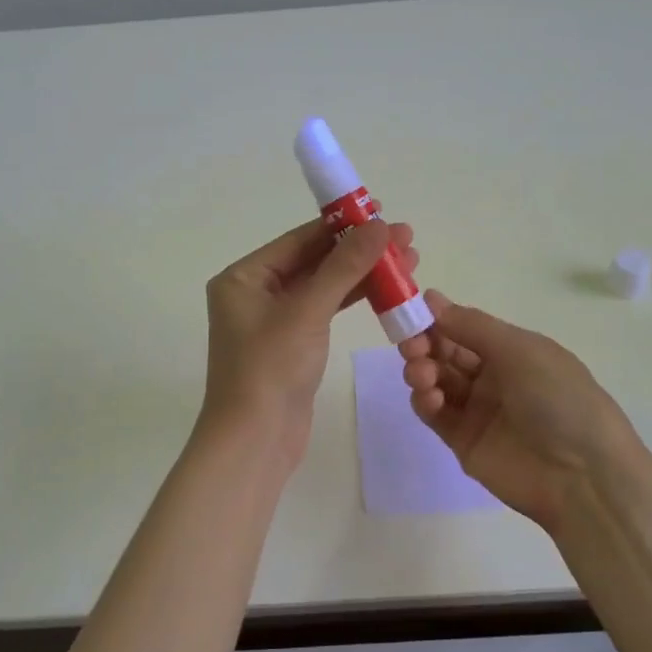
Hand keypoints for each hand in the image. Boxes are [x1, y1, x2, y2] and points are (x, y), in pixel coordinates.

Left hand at [203, 216, 419, 463]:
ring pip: (324, 286)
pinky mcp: (292, 344)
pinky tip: (386, 290)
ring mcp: (274, 320)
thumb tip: (379, 226)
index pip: (298, 240)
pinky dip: (353, 299)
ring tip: (407, 260)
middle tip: (404, 237)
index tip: (380, 209)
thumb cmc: (270, 369)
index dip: (341, 224)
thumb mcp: (308, 311)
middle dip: (358, 249)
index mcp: (243, 278)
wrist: (255, 441)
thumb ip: (344, 266)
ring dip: (362, 273)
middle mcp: (255, 293)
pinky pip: (325, 310)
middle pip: (314, 260)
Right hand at [399, 291, 644, 532]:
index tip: (412, 311)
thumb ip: (471, 326)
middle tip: (412, 346)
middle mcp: (494, 377)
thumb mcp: (520, 350)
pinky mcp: (464, 442)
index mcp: (512, 350)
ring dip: (422, 370)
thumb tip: (431, 299)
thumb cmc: (558, 399)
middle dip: (424, 344)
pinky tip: (429, 398)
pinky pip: (436, 414)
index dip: (438, 319)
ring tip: (422, 375)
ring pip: (436, 381)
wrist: (582, 476)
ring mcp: (478, 410)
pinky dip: (425, 401)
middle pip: (446, 353)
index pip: (465, 328)